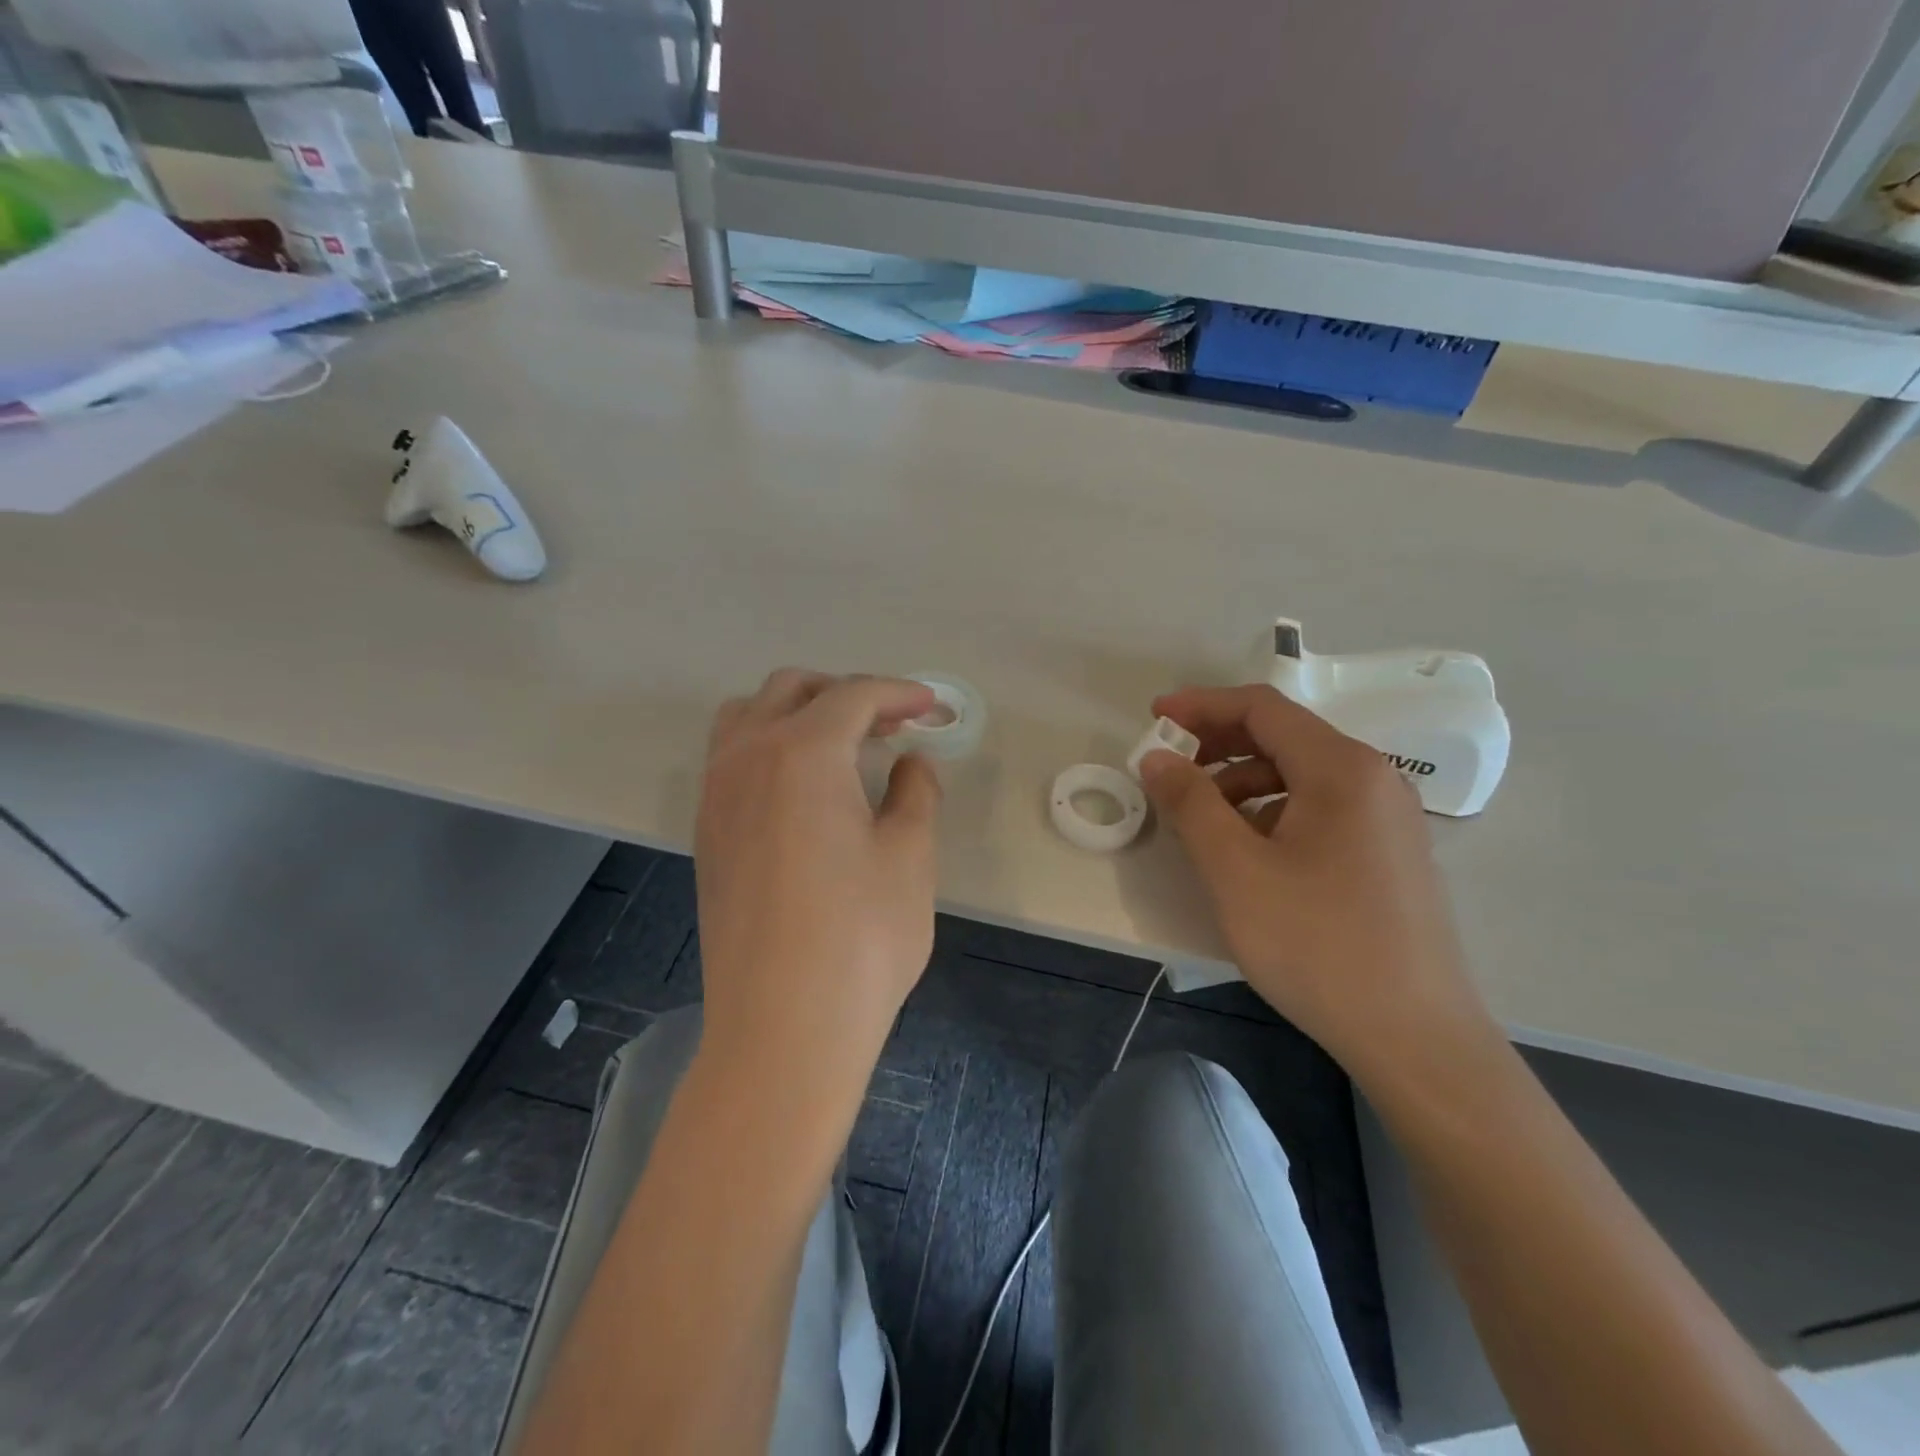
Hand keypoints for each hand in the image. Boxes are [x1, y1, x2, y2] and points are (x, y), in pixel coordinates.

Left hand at [694, 670, 942, 1094]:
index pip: (853, 696)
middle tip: (892, 724)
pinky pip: (731, 758)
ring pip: (748, 716)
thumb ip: (915, 792)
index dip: (899, 693)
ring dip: (797, 712)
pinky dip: (769, 746)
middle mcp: (746, 758)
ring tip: (841, 746)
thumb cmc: (862, 937)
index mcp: (802, 752)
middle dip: (846, 694)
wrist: (784, 1028)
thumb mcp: (909, 855)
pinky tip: (804, 789)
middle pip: (792, 690)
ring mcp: (716, 795)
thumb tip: (911, 764)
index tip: (931, 707)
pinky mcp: (706, 833)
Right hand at [1138, 683, 1496, 1077]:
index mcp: (1341, 768)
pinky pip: (1320, 807)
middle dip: (1219, 744)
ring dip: (1242, 781)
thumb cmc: (1317, 944)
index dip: (1202, 705)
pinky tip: (1248, 850)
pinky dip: (1272, 810)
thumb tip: (1157, 757)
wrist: (1415, 1038)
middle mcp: (1374, 779)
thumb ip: (1190, 803)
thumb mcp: (1236, 870)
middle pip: (1284, 736)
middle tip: (1169, 769)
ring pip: (1301, 774)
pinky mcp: (1389, 853)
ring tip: (1201, 818)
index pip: (1262, 708)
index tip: (1154, 718)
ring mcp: (1388, 817)